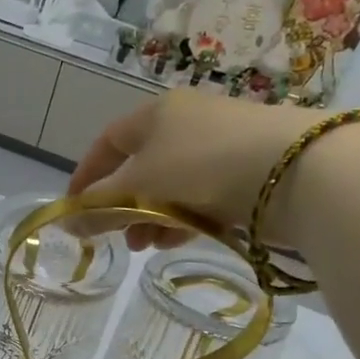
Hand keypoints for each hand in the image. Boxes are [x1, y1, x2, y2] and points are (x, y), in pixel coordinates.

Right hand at [68, 89, 323, 249]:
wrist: (293, 170)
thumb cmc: (199, 166)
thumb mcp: (138, 187)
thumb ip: (98, 207)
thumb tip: (66, 225)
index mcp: (155, 113)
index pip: (107, 142)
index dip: (86, 176)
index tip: (74, 210)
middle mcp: (186, 123)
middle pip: (140, 168)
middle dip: (123, 206)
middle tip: (118, 237)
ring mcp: (220, 146)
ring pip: (170, 187)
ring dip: (152, 217)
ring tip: (147, 245)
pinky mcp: (247, 171)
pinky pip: (201, 196)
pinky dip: (184, 217)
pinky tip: (180, 238)